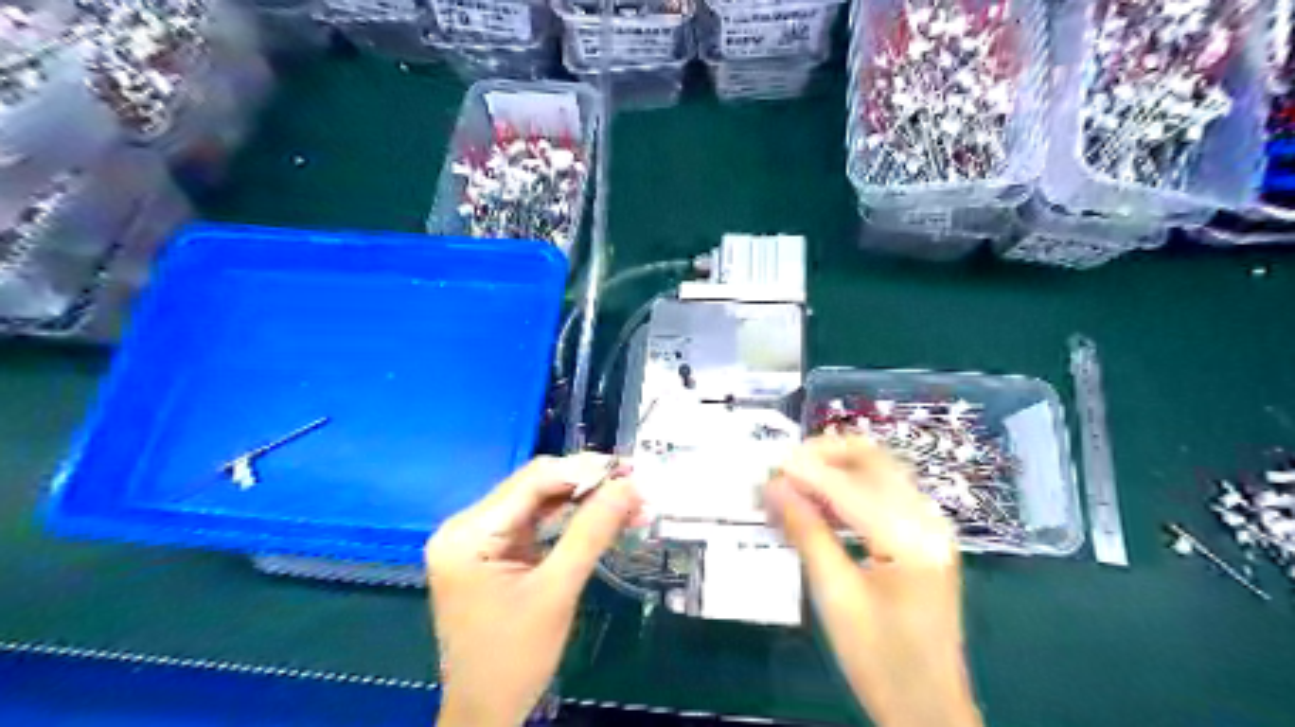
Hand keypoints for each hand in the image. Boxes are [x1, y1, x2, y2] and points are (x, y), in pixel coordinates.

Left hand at [430, 454, 641, 726]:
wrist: (486, 711)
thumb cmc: (516, 658)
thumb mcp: (557, 590)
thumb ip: (591, 532)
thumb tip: (629, 485)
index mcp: (468, 534)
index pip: (531, 482)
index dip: (582, 470)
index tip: (627, 470)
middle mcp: (464, 527)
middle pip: (533, 487)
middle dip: (585, 485)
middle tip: (632, 486)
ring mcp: (475, 539)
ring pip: (537, 502)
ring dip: (581, 501)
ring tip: (626, 502)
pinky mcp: (490, 552)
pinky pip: (533, 522)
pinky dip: (568, 519)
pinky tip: (600, 518)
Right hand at [761, 439, 982, 725]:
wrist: (927, 709)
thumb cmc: (881, 661)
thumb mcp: (836, 596)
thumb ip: (806, 532)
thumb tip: (773, 486)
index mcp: (913, 539)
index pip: (850, 487)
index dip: (806, 470)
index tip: (767, 465)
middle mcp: (929, 521)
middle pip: (875, 461)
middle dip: (825, 455)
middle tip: (782, 467)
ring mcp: (930, 527)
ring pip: (879, 472)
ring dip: (835, 468)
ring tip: (793, 481)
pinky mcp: (922, 537)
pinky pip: (883, 494)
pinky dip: (848, 488)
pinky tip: (818, 501)